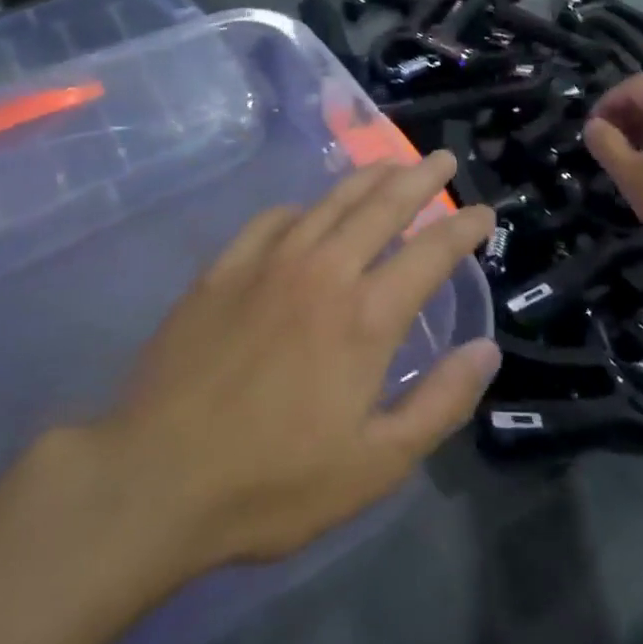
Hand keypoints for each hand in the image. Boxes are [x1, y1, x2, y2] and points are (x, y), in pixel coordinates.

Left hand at [101, 153, 498, 572]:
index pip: (430, 252)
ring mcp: (268, 263)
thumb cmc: (273, 482)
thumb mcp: (375, 465)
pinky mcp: (223, 270)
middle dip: (419, 178)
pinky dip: (301, 207)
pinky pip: (271, 220)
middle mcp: (323, 272)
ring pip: (330, 202)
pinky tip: (306, 210)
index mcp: (366, 317)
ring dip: (367, 178)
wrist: (155, 477)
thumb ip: (440, 403)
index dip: (462, 227)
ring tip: (391, 164)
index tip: (484, 212)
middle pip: (382, 206)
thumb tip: (487, 349)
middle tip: (442, 161)